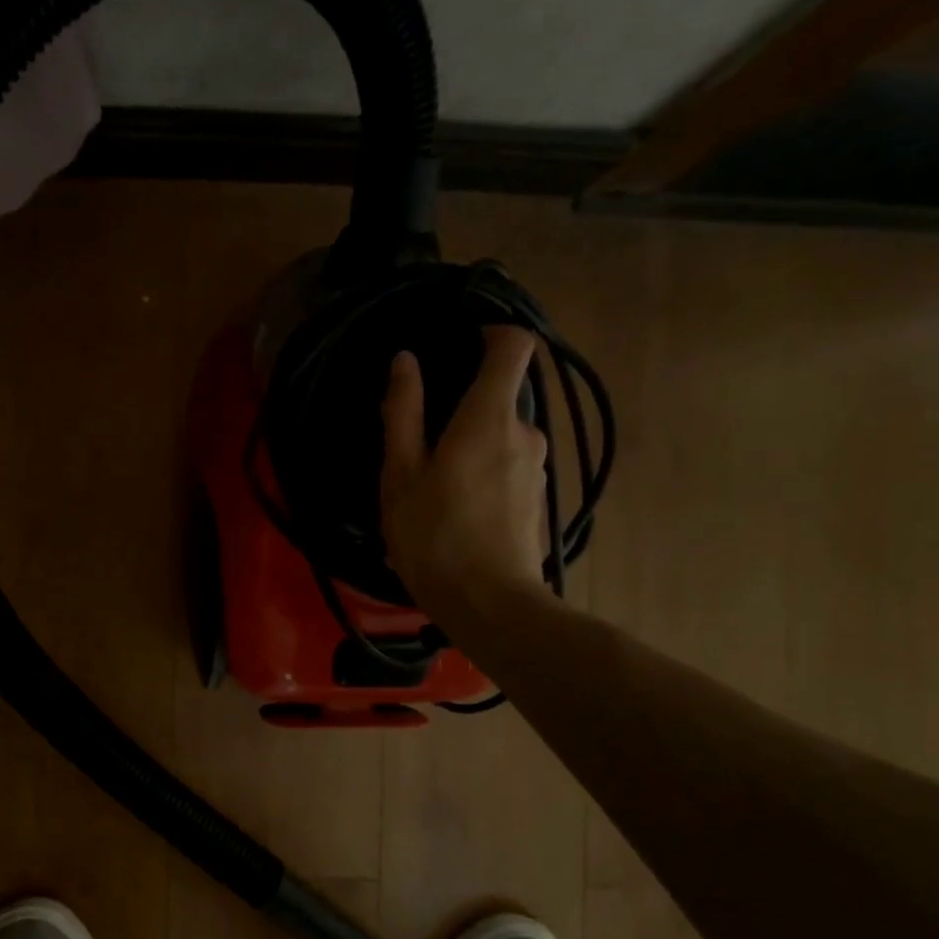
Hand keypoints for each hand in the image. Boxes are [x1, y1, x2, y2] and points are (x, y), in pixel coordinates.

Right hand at [380, 328, 549, 621]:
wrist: (489, 605)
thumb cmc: (434, 535)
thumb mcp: (401, 473)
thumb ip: (404, 412)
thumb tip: (406, 361)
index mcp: (490, 417)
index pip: (513, 347)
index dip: (493, 332)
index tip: (462, 342)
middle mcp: (525, 433)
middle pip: (500, 398)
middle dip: (463, 408)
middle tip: (420, 444)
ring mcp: (537, 469)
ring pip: (502, 437)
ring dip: (471, 447)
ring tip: (432, 486)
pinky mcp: (537, 500)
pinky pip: (508, 468)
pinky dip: (484, 474)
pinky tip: (455, 512)